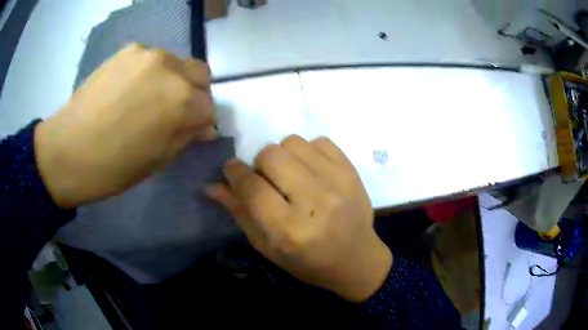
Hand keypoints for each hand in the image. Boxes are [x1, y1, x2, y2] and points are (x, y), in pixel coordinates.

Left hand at [34, 44, 216, 208]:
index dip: (201, 121)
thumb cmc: (113, 167)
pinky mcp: (128, 50)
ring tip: (145, 100)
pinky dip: (149, 73)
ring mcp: (147, 54)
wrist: (67, 151)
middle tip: (172, 112)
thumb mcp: (158, 161)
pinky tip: (129, 90)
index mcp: (181, 102)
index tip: (189, 130)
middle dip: (194, 94)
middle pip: (200, 74)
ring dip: (170, 81)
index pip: (210, 106)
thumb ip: (186, 137)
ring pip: (175, 64)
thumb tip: (204, 126)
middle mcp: (170, 69)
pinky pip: (151, 59)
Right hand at [206, 135, 391, 301]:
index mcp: (289, 229)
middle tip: (268, 180)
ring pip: (293, 142)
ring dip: (284, 156)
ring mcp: (337, 182)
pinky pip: (319, 141)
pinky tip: (312, 171)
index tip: (232, 170)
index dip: (234, 172)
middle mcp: (314, 201)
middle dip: (260, 165)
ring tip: (292, 176)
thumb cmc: (307, 261)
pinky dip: (309, 152)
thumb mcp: (267, 247)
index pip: (251, 186)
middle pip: (271, 155)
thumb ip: (239, 213)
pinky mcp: (352, 171)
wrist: (356, 259)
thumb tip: (211, 185)